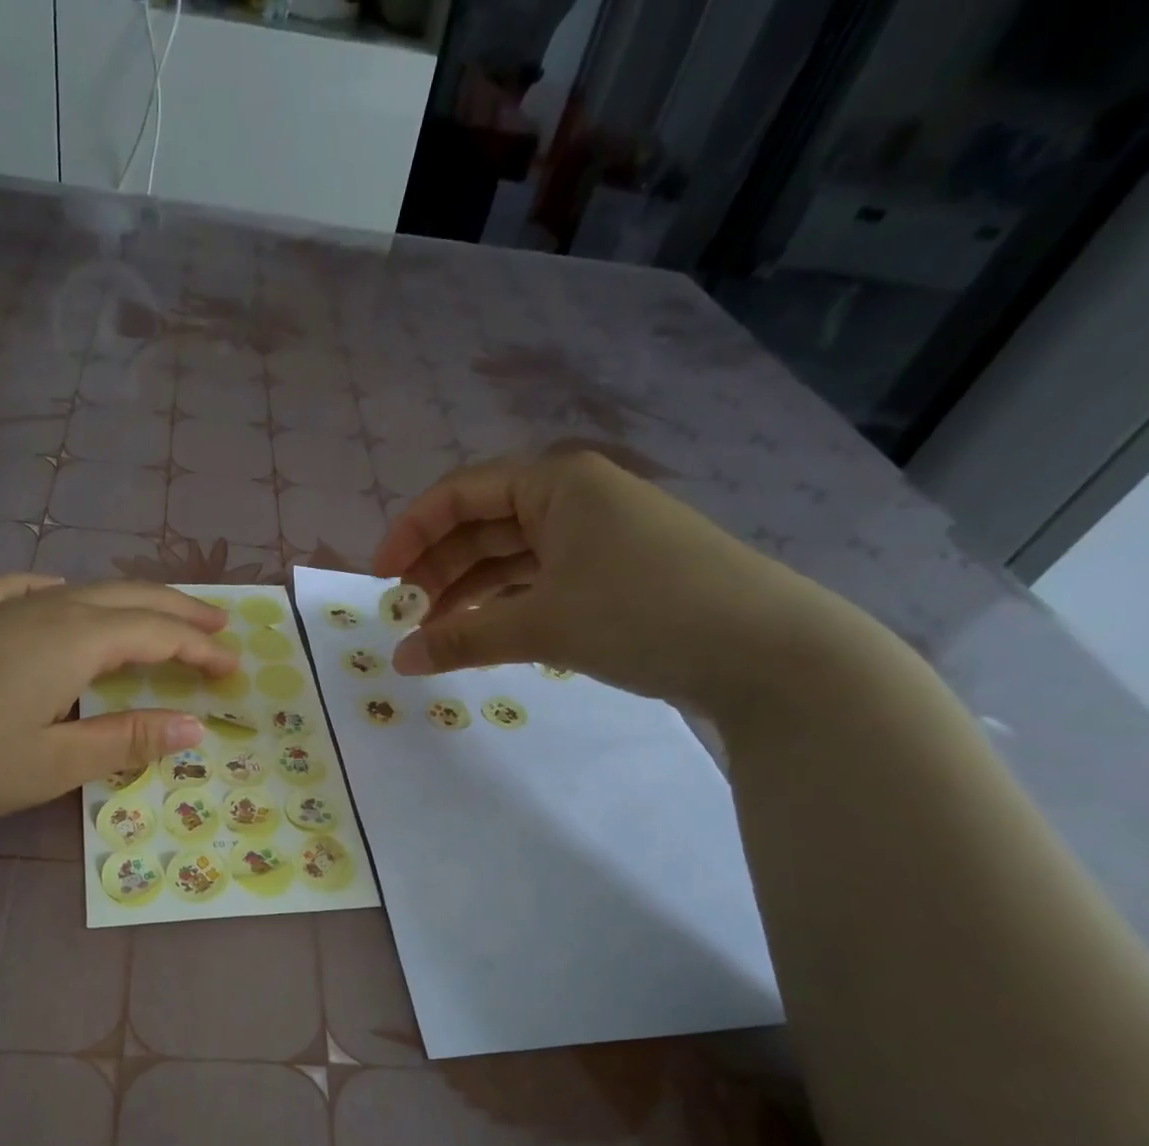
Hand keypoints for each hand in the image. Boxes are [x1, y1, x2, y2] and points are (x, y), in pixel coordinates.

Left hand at [0, 576, 234, 827]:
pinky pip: (28, 592)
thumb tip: (197, 726)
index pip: (156, 634)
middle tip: (220, 626)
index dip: (199, 650)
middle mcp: (47, 610)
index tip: (235, 668)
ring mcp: (4, 610)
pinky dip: (61, 592)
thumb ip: (127, 739)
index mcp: (75, 639)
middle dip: (179, 612)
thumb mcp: (53, 762)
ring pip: (85, 592)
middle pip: (129, 598)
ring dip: (132, 602)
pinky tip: (58, 596)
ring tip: (160, 616)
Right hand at [372, 449, 857, 714]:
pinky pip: (543, 580)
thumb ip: (460, 638)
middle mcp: (576, 498)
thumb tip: (399, 660)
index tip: (379, 580)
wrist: (768, 652)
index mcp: (556, 483)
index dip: (411, 534)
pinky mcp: (619, 573)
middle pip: (484, 524)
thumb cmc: (643, 613)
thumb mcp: (540, 624)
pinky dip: (508, 604)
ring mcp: (601, 536)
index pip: (459, 494)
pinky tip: (487, 634)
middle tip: (403, 616)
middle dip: (438, 568)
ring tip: (436, 634)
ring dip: (470, 591)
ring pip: (513, 556)